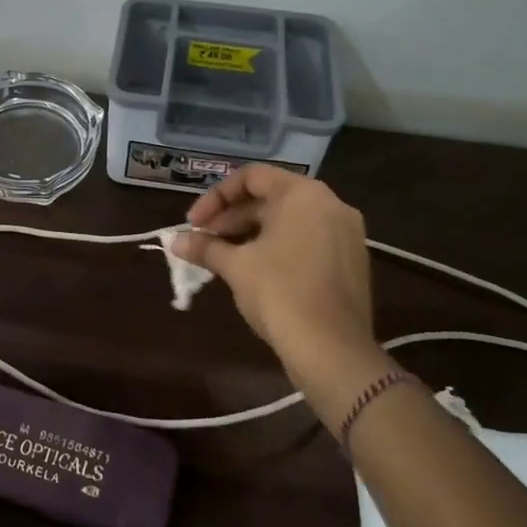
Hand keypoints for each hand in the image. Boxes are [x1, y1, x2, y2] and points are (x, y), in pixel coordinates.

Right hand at [170, 166, 381, 396]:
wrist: (332, 350)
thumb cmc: (280, 293)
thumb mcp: (235, 266)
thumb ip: (205, 247)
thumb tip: (175, 241)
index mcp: (303, 194)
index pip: (252, 177)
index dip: (216, 197)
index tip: (194, 223)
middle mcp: (330, 204)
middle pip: (271, 198)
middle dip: (231, 217)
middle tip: (203, 241)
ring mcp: (346, 234)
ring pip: (289, 221)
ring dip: (251, 233)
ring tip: (223, 257)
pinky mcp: (351, 262)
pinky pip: (307, 240)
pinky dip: (277, 247)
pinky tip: (254, 271)